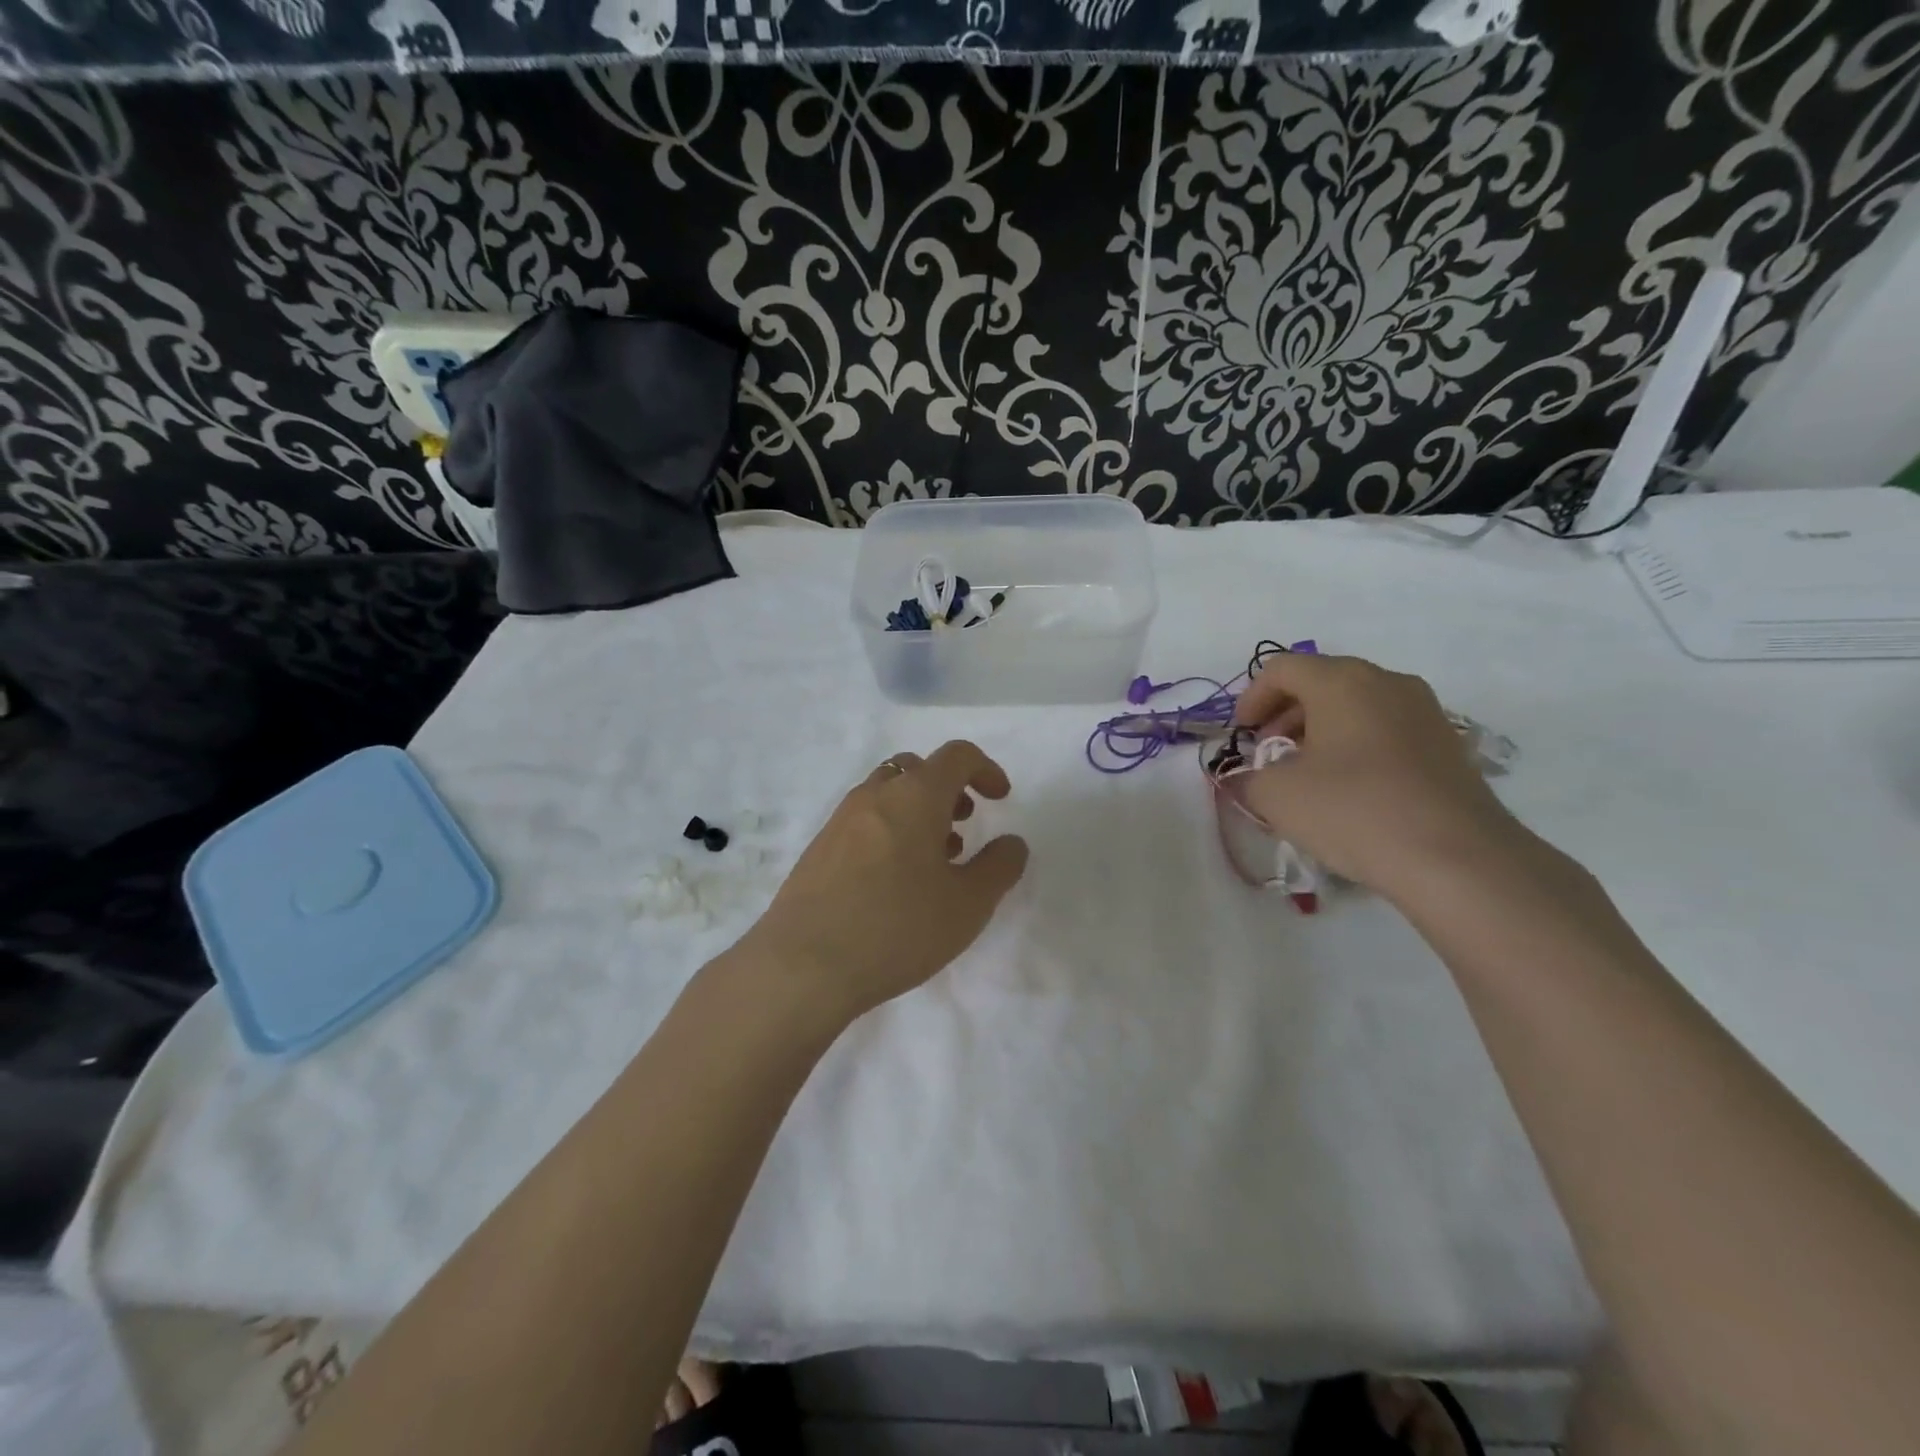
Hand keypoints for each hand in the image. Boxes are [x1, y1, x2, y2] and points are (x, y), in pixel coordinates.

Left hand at [741, 741, 1028, 1022]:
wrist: (803, 965)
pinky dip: (890, 829)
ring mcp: (840, 820)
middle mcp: (875, 795)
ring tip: (935, 857)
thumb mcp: (967, 905)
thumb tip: (1012, 842)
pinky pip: (864, 820)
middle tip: (965, 823)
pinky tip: (896, 880)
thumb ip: (999, 867)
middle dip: (948, 788)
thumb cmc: (897, 929)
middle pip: (917, 769)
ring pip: (888, 793)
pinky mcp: (819, 848)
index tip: (1000, 799)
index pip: (957, 756)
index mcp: (914, 796)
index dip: (986, 769)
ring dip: (918, 810)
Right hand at [1231, 653, 1522, 895]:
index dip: (1252, 697)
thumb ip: (1246, 778)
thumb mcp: (1276, 796)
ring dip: (1320, 730)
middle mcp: (1387, 682)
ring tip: (1306, 774)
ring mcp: (1424, 711)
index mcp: (1342, 681)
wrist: (1457, 859)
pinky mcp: (1448, 744)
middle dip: (1285, 714)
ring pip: (1356, 705)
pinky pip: (1386, 729)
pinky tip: (1349, 789)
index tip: (1241, 735)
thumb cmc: (1353, 810)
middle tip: (1268, 753)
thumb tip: (1243, 778)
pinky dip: (1356, 746)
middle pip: (1321, 681)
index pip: (1282, 668)